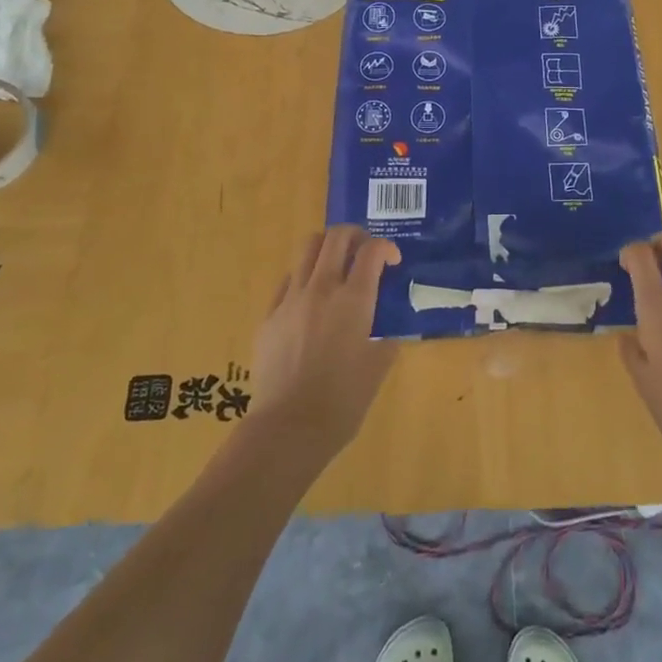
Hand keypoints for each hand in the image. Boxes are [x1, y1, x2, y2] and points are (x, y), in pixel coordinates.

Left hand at [250, 226, 400, 463]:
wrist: (289, 427)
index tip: (392, 261)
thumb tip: (384, 335)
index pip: (372, 251)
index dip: (386, 248)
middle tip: (364, 250)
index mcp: (354, 299)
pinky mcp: (268, 316)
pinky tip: (309, 300)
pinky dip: (303, 278)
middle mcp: (322, 288)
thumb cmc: (343, 400)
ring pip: (307, 249)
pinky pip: (287, 281)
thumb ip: (385, 342)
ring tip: (336, 264)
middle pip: (336, 237)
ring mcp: (291, 299)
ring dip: (327, 248)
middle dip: (355, 235)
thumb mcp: (378, 368)